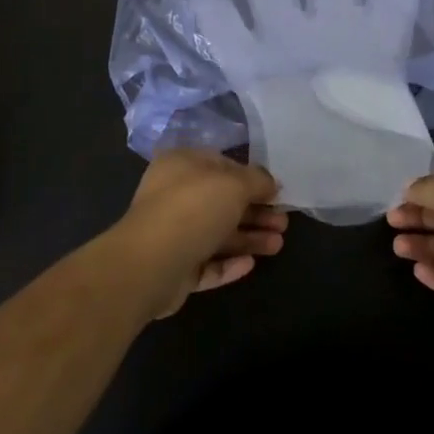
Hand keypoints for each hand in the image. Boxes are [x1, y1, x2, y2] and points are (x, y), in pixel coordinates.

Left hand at [115, 149, 286, 320]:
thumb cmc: (193, 209)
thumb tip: (272, 183)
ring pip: (218, 234)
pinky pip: (206, 263)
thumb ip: (257, 180)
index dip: (252, 178)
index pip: (222, 165)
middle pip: (223, 202)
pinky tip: (251, 264)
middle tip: (284, 223)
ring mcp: (173, 233)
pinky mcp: (175, 267)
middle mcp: (175, 195)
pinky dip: (229, 263)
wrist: (150, 264)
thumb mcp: (234, 184)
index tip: (276, 192)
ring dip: (249, 238)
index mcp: (182, 165)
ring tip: (278, 245)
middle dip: (256, 212)